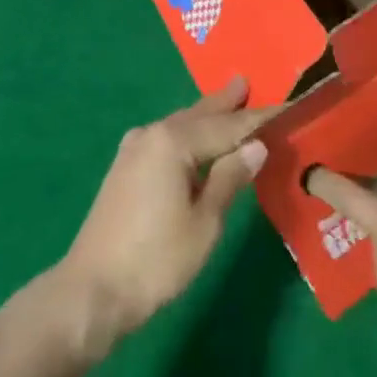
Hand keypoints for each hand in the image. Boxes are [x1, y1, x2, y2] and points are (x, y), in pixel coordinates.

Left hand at [57, 78, 275, 354]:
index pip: (227, 125)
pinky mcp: (125, 168)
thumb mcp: (204, 223)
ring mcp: (134, 149)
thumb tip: (256, 146)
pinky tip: (195, 140)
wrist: (91, 293)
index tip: (285, 107)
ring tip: (227, 104)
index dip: (258, 119)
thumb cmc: (155, 260)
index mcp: (173, 141)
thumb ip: (230, 179)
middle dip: (224, 103)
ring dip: (205, 117)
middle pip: (199, 114)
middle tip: (245, 83)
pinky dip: (188, 134)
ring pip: (180, 125)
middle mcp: (153, 133)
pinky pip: (166, 139)